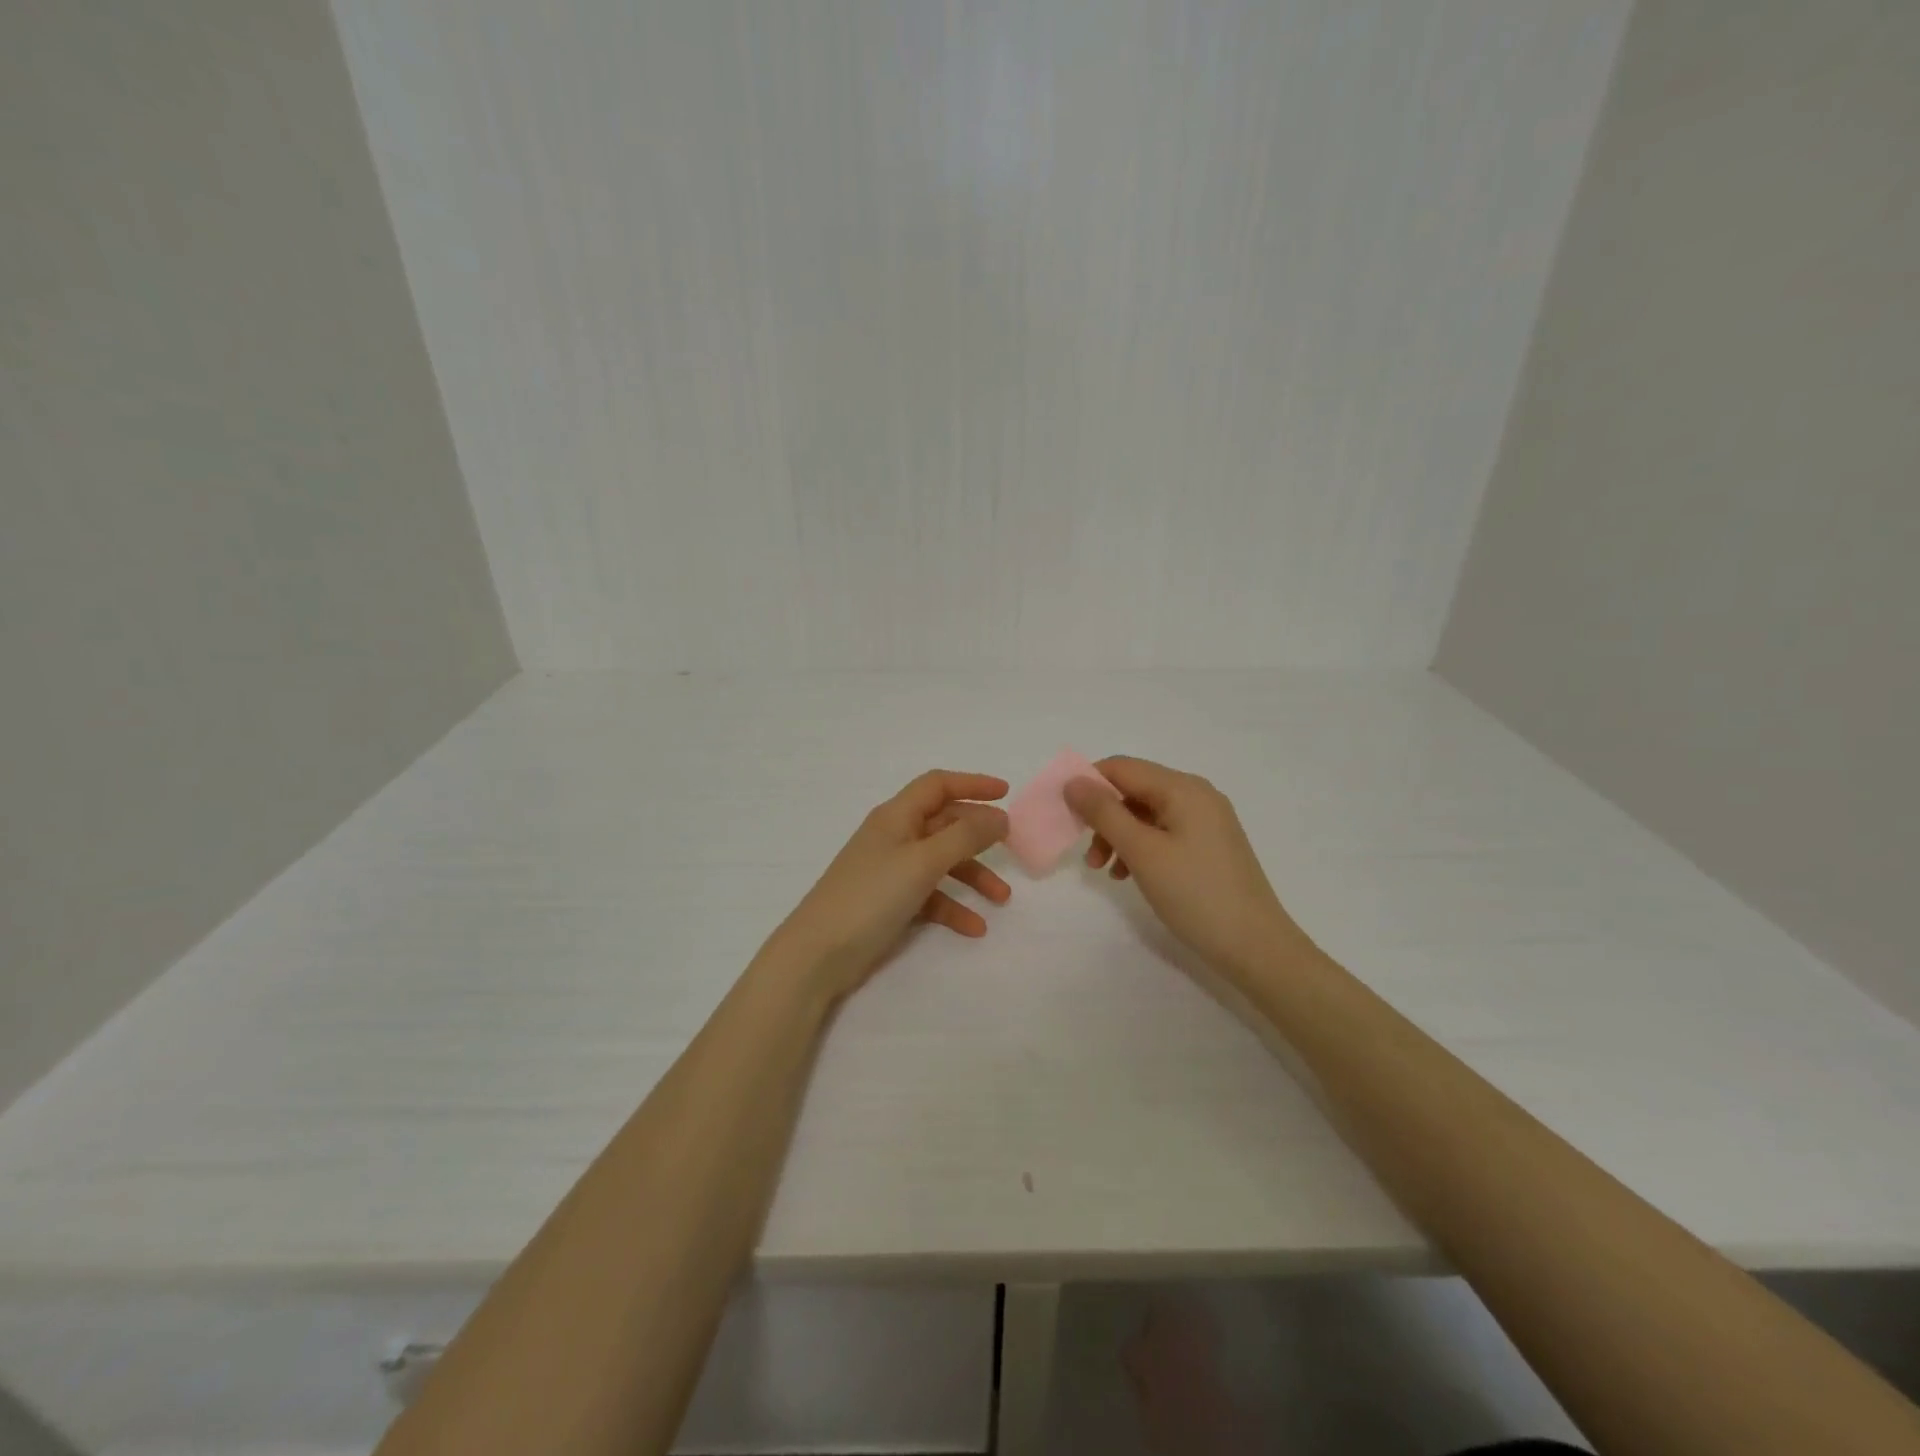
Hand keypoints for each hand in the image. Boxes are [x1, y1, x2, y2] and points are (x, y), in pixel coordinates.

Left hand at [767, 771, 1012, 1001]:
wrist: (818, 954)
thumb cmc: (871, 896)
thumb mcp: (923, 862)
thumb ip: (964, 837)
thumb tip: (999, 817)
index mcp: (896, 816)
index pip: (937, 785)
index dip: (972, 783)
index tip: (1006, 793)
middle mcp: (894, 837)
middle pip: (944, 823)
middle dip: (978, 836)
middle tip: (1012, 848)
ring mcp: (891, 871)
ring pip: (941, 862)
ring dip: (972, 876)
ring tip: (1002, 899)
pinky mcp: (890, 902)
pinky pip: (930, 895)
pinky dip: (952, 907)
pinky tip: (974, 928)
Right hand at [1065, 756, 1306, 980]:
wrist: (1256, 946)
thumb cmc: (1195, 894)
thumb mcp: (1142, 852)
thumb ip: (1104, 813)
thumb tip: (1073, 781)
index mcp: (1183, 788)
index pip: (1122, 767)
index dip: (1088, 784)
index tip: (1065, 816)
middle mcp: (1197, 795)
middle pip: (1134, 790)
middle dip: (1103, 816)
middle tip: (1087, 854)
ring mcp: (1207, 821)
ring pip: (1146, 814)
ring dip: (1118, 835)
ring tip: (1105, 871)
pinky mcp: (1210, 845)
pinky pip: (1164, 832)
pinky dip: (1140, 847)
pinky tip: (1129, 875)